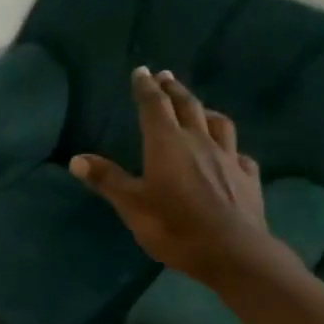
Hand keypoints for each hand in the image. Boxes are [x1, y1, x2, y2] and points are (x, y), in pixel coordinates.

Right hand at [69, 67, 278, 286]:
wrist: (232, 251)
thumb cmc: (174, 227)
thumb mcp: (132, 206)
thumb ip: (107, 180)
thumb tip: (76, 159)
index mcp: (167, 144)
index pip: (154, 106)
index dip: (145, 87)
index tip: (140, 72)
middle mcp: (199, 141)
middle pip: (187, 106)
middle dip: (173, 89)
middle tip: (165, 76)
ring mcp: (228, 157)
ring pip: (218, 123)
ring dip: (204, 110)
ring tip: (198, 107)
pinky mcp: (248, 176)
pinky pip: (238, 153)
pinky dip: (229, 146)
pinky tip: (229, 153)